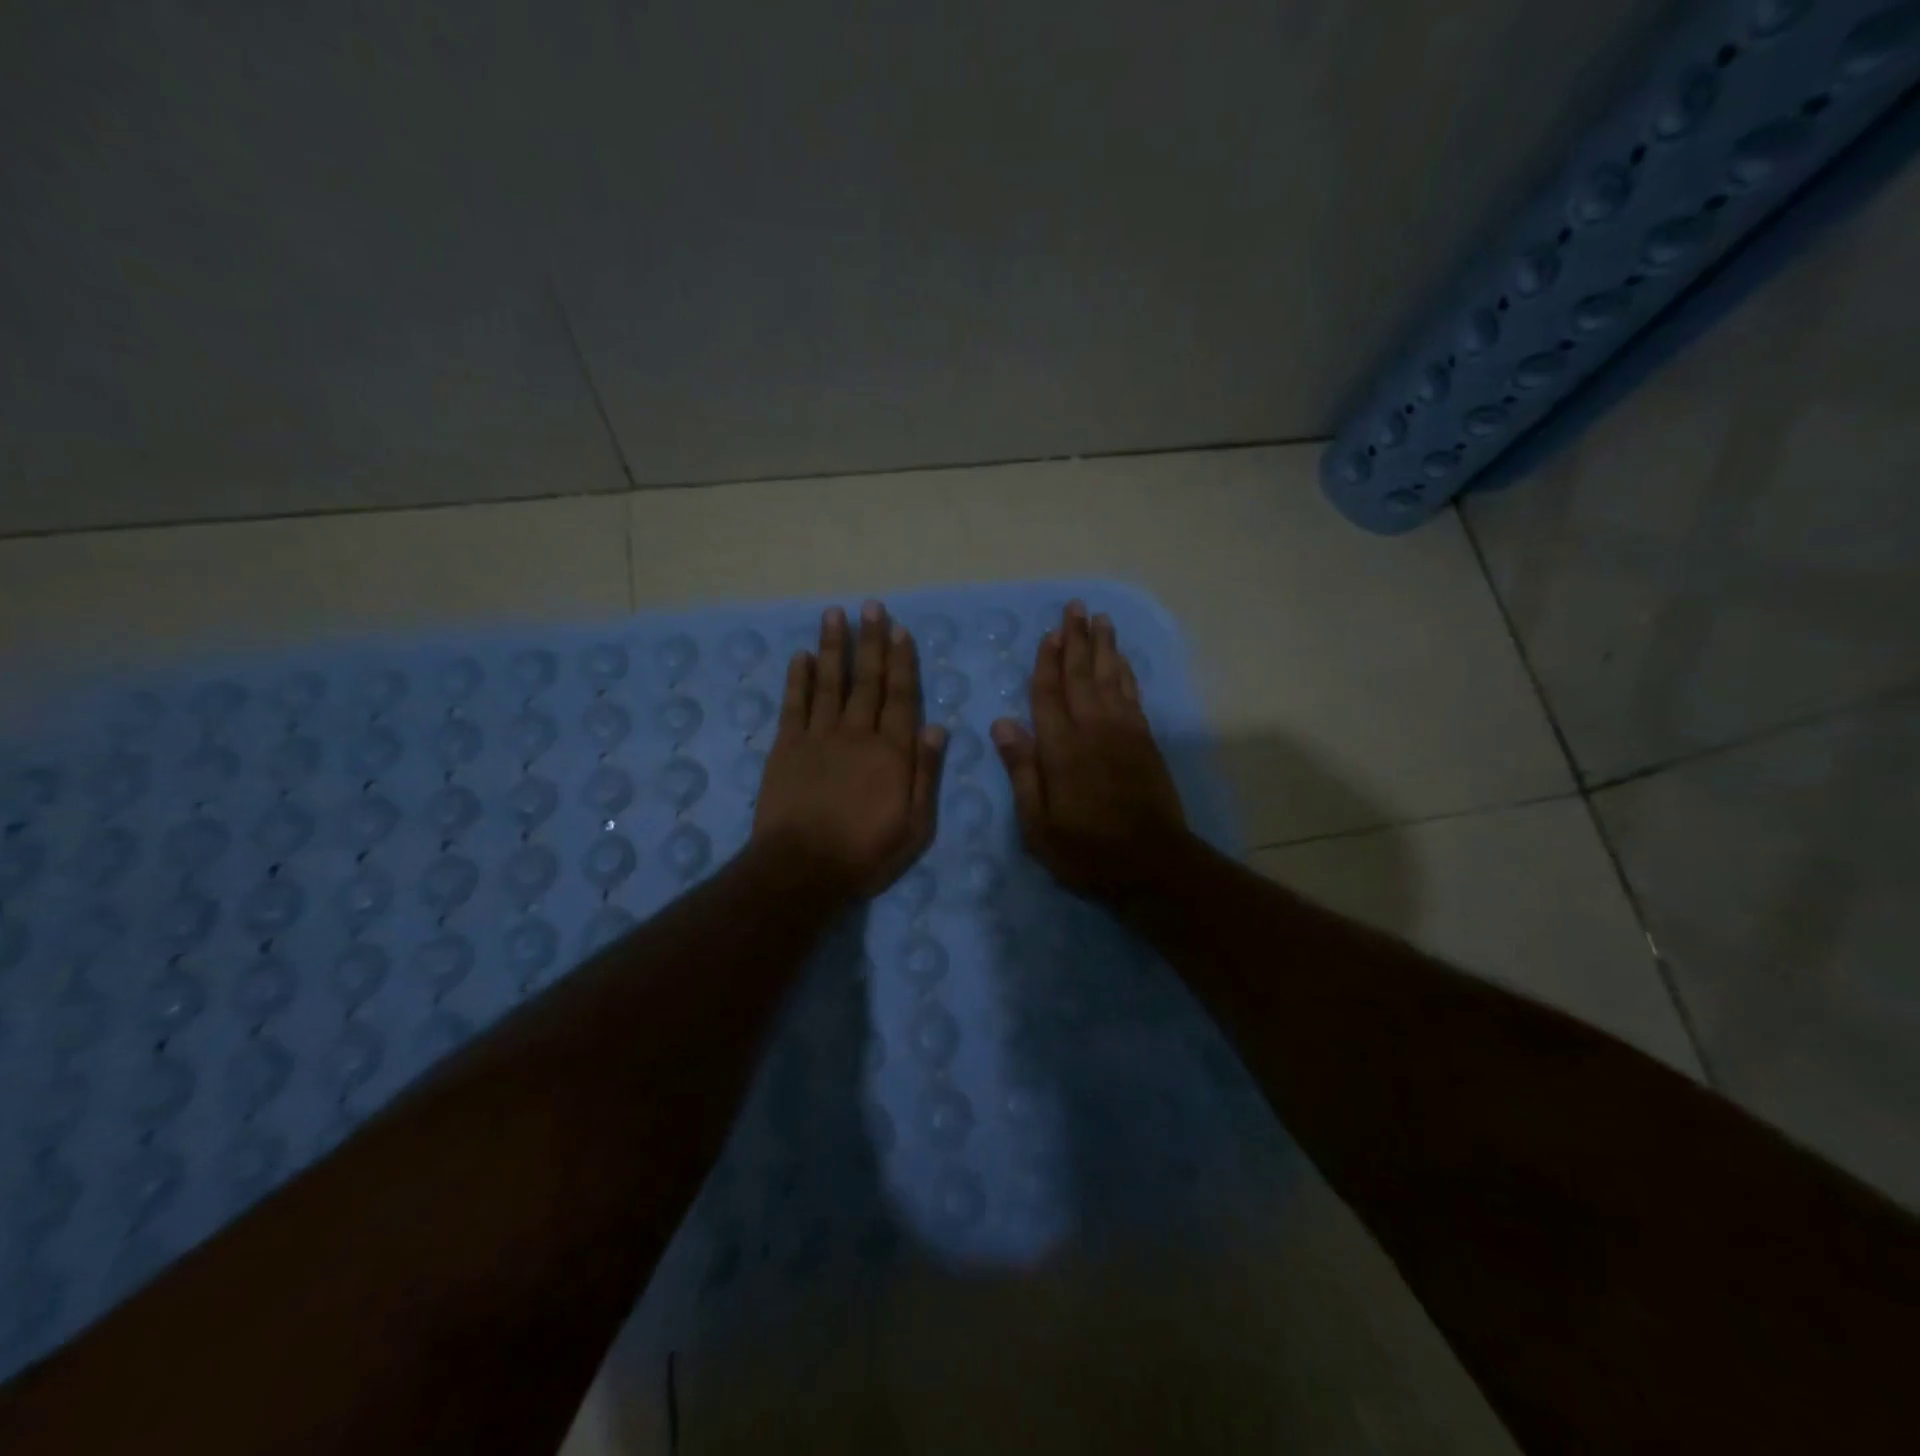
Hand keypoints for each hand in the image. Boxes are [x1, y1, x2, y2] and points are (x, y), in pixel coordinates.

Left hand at [753, 601, 946, 898]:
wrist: (802, 868)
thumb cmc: (865, 853)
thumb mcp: (914, 826)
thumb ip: (925, 774)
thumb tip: (936, 727)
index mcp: (891, 752)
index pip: (900, 697)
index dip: (901, 662)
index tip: (899, 630)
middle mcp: (856, 734)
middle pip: (866, 680)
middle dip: (870, 642)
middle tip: (870, 606)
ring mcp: (818, 737)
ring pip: (829, 682)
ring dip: (833, 647)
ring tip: (835, 614)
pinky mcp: (786, 747)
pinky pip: (793, 704)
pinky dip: (797, 678)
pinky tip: (799, 656)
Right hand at [992, 601, 1188, 903]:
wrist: (1152, 864)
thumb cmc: (1086, 850)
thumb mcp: (1038, 824)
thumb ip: (1022, 770)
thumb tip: (1002, 723)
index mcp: (1061, 748)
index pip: (1048, 694)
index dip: (1046, 662)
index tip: (1049, 633)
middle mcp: (1093, 729)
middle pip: (1081, 675)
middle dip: (1077, 639)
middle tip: (1075, 607)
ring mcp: (1124, 732)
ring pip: (1111, 678)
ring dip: (1104, 647)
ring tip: (1100, 619)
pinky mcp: (1145, 741)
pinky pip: (1133, 695)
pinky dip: (1126, 673)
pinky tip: (1122, 660)